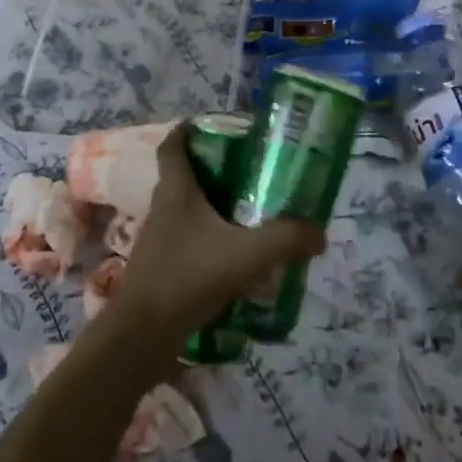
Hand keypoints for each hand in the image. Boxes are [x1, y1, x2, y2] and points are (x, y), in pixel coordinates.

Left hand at [107, 123, 324, 357]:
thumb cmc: (187, 278)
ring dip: (215, 208)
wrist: (141, 336)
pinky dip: (212, 241)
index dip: (189, 130)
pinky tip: (239, 258)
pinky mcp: (163, 268)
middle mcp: (164, 209)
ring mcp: (160, 240)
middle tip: (253, 171)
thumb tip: (320, 232)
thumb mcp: (246, 255)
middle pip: (186, 177)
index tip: (214, 125)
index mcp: (176, 191)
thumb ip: (286, 239)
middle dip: (216, 170)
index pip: (173, 146)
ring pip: (189, 211)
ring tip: (254, 214)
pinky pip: (191, 242)